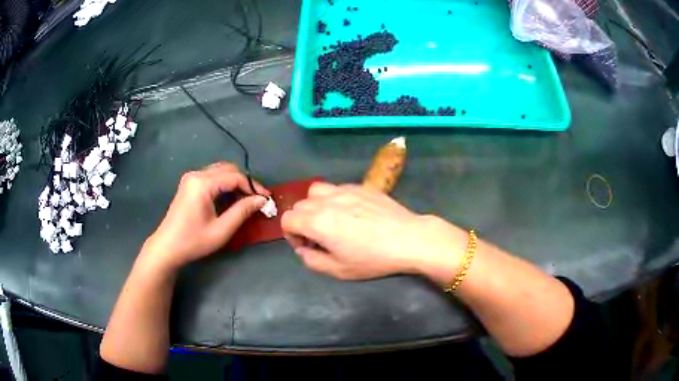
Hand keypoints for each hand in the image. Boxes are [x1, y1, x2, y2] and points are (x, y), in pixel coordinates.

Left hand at [141, 162, 268, 270]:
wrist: (167, 247)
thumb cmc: (193, 241)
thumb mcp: (221, 230)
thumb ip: (242, 212)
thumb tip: (261, 200)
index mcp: (203, 183)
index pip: (235, 177)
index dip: (253, 186)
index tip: (266, 199)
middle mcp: (196, 174)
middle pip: (228, 169)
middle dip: (245, 182)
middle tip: (257, 199)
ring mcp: (191, 177)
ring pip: (220, 171)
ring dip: (235, 182)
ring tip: (246, 199)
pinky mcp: (189, 183)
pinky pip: (212, 176)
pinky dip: (225, 184)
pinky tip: (230, 198)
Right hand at [281, 183, 467, 282]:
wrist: (407, 239)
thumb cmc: (372, 258)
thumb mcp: (338, 270)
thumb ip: (312, 261)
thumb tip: (304, 250)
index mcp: (317, 221)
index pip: (287, 220)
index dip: (291, 235)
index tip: (307, 246)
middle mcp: (326, 201)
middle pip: (299, 205)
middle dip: (302, 222)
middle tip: (319, 237)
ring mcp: (344, 190)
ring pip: (315, 191)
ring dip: (315, 206)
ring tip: (330, 219)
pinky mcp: (360, 186)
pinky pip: (337, 188)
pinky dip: (334, 199)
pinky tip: (351, 213)